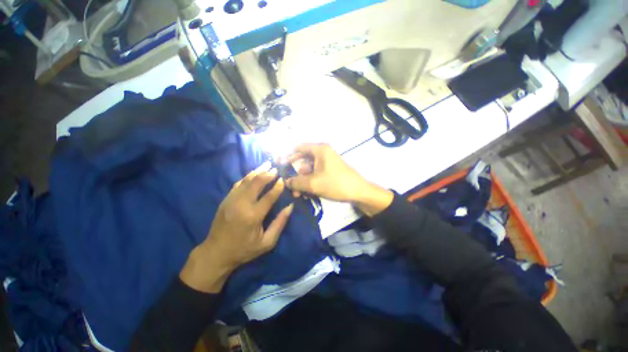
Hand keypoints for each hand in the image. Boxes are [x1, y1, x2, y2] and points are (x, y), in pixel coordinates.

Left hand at [180, 162, 293, 292]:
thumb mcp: (267, 242)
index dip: (277, 187)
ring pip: (246, 180)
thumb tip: (290, 206)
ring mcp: (231, 200)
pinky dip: (247, 176)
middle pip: (256, 183)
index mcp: (253, 216)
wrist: (216, 253)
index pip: (269, 196)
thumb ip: (280, 223)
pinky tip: (254, 173)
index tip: (283, 180)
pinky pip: (238, 183)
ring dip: (258, 171)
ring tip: (267, 164)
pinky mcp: (226, 199)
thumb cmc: (244, 249)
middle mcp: (241, 205)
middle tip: (276, 169)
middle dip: (267, 174)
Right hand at [284, 143, 392, 215]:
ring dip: (302, 181)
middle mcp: (322, 153)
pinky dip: (309, 183)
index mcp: (319, 150)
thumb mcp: (313, 183)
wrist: (358, 192)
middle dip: (295, 173)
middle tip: (287, 183)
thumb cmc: (335, 183)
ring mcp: (326, 163)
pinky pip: (315, 174)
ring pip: (309, 170)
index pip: (298, 147)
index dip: (287, 155)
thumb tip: (285, 182)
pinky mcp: (329, 171)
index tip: (278, 164)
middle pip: (303, 160)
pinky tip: (305, 193)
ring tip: (297, 194)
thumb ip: (296, 182)